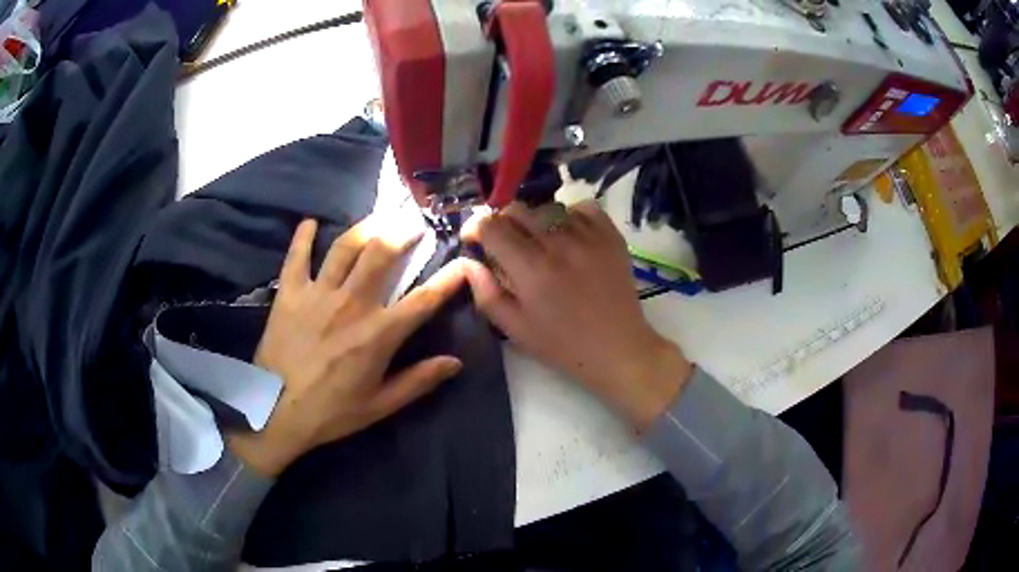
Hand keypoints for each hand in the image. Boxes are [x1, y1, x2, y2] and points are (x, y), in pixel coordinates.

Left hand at [228, 219, 466, 476]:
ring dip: (365, 227)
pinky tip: (309, 223)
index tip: (464, 263)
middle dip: (403, 232)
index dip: (449, 280)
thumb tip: (455, 362)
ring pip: (345, 247)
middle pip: (382, 254)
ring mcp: (318, 293)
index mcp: (378, 333)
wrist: (274, 411)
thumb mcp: (380, 405)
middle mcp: (352, 303)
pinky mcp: (289, 292)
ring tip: (378, 218)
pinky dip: (303, 237)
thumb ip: (418, 381)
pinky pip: (297, 256)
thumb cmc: (331, 412)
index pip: (423, 300)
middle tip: (414, 223)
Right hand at [461, 200, 691, 428]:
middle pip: (518, 209)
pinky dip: (570, 215)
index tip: (477, 240)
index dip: (477, 228)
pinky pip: (583, 207)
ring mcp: (588, 236)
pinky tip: (570, 235)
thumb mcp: (515, 329)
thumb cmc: (562, 344)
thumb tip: (468, 262)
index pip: (491, 226)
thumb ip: (486, 293)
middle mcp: (558, 243)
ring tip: (541, 242)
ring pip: (548, 207)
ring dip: (536, 220)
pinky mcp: (610, 235)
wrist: (617, 347)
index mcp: (531, 268)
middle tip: (507, 243)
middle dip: (503, 222)